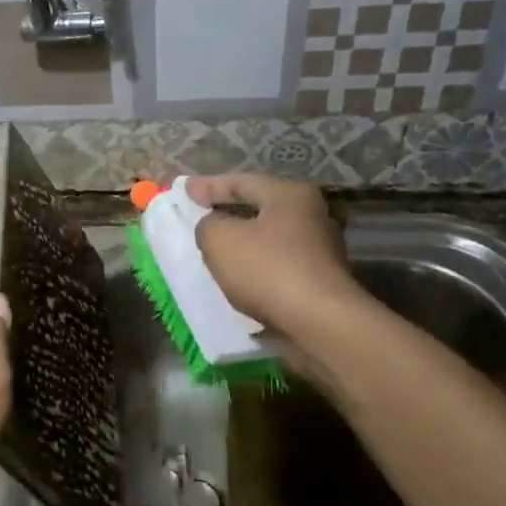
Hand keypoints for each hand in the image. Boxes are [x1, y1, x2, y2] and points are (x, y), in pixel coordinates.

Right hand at [185, 174, 367, 340]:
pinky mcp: (320, 282)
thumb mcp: (219, 239)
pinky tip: (238, 278)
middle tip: (201, 215)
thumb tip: (215, 227)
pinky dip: (256, 267)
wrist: (319, 323)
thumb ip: (208, 225)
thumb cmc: (267, 269)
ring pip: (269, 239)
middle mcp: (311, 215)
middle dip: (229, 212)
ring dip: (243, 243)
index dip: (209, 186)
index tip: (185, 189)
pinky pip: (277, 266)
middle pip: (260, 208)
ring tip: (215, 250)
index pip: (241, 182)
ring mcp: (320, 250)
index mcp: (289, 195)